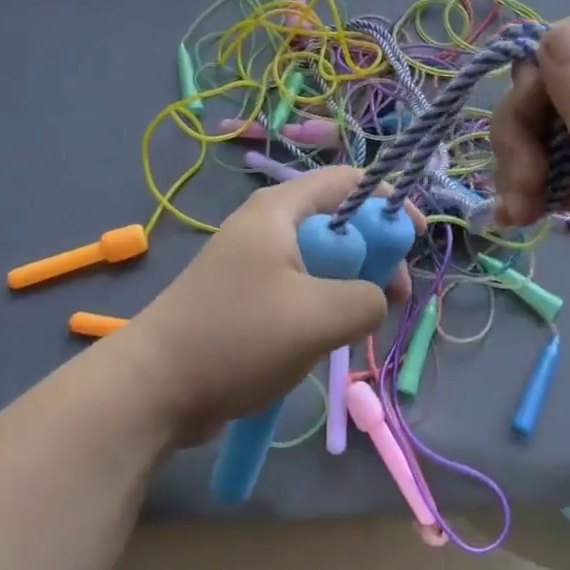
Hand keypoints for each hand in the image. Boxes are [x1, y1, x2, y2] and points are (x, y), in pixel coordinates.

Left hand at [117, 168, 411, 443]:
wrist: (154, 388)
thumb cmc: (237, 338)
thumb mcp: (318, 317)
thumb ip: (367, 298)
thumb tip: (376, 299)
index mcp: (280, 210)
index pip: (350, 180)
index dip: (389, 202)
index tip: (415, 241)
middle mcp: (267, 225)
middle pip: (339, 222)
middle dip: (374, 255)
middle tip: (392, 299)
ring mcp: (254, 261)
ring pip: (322, 261)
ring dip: (350, 288)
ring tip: (357, 327)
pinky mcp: (247, 296)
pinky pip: (300, 288)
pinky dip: (322, 307)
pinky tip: (324, 340)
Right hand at [491, 17, 569, 408]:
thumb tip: (551, 34)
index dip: (540, 69)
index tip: (530, 124)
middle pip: (549, 85)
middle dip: (522, 128)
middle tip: (525, 182)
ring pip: (541, 129)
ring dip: (518, 164)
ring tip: (521, 211)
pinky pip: (547, 172)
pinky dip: (525, 191)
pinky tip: (518, 221)